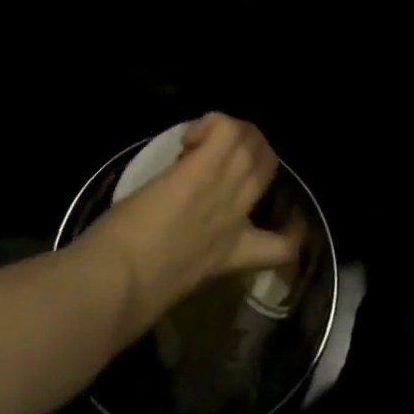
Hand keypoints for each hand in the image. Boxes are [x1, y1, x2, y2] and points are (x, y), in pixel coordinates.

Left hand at [80, 114, 299, 333]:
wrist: (121, 281)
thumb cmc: (137, 291)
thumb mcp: (181, 276)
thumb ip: (197, 251)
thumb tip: (186, 235)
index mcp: (234, 254)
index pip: (284, 245)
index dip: (292, 228)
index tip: (282, 218)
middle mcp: (237, 216)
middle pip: (268, 166)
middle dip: (250, 150)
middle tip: (216, 153)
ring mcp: (223, 189)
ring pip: (251, 141)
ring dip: (231, 131)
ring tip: (202, 140)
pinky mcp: (201, 168)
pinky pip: (225, 128)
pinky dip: (211, 122)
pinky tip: (190, 138)